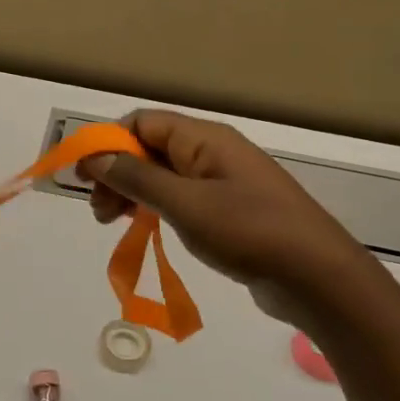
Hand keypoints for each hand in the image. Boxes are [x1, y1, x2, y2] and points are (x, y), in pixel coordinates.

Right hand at [78, 110, 368, 326]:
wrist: (317, 277)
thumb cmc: (249, 232)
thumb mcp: (184, 204)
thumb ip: (136, 178)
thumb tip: (94, 155)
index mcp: (204, 139)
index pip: (142, 123)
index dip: (107, 143)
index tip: (83, 177)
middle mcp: (213, 152)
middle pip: (150, 148)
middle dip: (117, 173)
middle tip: (98, 213)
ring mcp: (224, 181)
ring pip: (164, 176)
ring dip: (132, 193)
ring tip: (113, 224)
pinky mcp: (230, 210)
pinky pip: (182, 198)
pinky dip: (157, 208)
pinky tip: (147, 229)